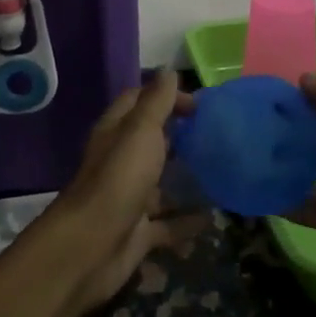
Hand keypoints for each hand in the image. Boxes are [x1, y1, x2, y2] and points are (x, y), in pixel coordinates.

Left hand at [29, 70, 207, 312]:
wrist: (92, 246)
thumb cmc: (119, 178)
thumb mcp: (141, 131)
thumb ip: (157, 101)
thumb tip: (168, 70)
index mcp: (116, 132)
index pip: (139, 101)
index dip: (167, 97)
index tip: (201, 105)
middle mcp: (120, 161)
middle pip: (150, 142)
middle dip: (180, 136)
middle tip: (217, 136)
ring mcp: (129, 197)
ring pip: (161, 183)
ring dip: (186, 179)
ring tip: (223, 174)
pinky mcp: (139, 231)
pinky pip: (168, 223)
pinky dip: (188, 221)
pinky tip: (214, 217)